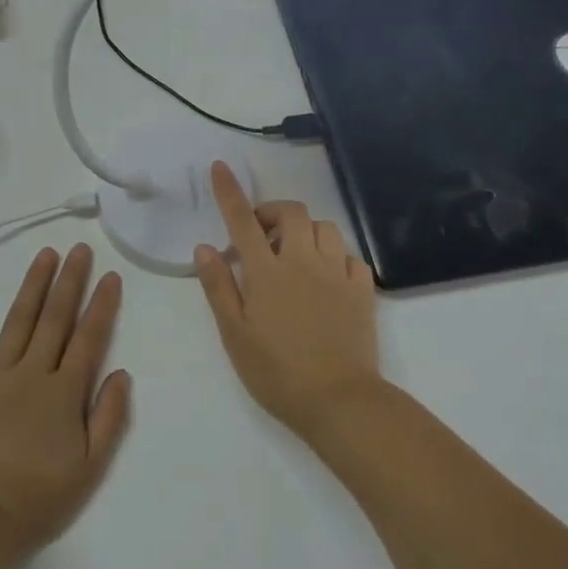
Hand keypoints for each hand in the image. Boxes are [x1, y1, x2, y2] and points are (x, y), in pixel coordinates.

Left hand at [0, 244, 131, 562]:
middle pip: (55, 318)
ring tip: (45, 254)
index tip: (111, 276)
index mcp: (64, 393)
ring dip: (33, 284)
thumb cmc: (36, 499)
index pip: (89, 338)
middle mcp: (31, 372)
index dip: (102, 306)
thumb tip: (122, 373)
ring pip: (19, 319)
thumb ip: (109, 418)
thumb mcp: (89, 469)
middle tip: (80, 249)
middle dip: (70, 281)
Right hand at [194, 162, 382, 439]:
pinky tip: (328, 278)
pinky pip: (352, 257)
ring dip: (306, 232)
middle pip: (292, 213)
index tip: (220, 167)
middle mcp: (303, 262)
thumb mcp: (234, 334)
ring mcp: (337, 274)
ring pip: (325, 228)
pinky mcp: (363, 292)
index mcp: (267, 272)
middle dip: (274, 212)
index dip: (229, 191)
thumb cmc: (276, 372)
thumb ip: (219, 287)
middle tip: (261, 237)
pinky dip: (336, 258)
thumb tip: (205, 247)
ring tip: (295, 256)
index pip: (243, 220)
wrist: (339, 401)